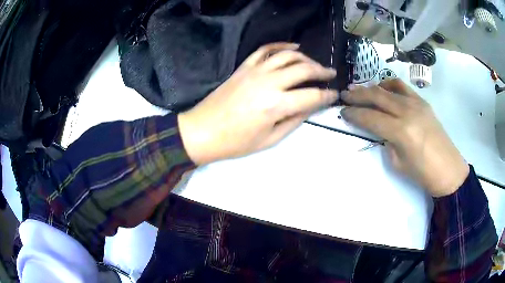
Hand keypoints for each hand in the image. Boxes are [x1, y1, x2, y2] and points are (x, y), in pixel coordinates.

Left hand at [178, 43, 337, 164]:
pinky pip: (265, 50)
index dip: (327, 95)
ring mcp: (255, 71)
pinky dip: (281, 45)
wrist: (202, 131)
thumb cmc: (235, 143)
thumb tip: (310, 107)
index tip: (335, 94)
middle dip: (322, 71)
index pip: (311, 96)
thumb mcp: (269, 140)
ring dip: (306, 58)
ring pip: (287, 56)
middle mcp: (269, 83)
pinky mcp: (244, 67)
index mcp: (276, 106)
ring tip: (315, 64)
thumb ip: (293, 121)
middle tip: (331, 74)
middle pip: (303, 70)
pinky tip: (293, 47)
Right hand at [341, 79, 468, 196]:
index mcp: (400, 131)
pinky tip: (383, 88)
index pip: (371, 117)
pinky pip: (402, 87)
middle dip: (358, 95)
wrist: (448, 169)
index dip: (354, 114)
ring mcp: (416, 103)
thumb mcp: (398, 163)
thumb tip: (380, 129)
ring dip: (371, 88)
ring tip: (359, 89)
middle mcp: (407, 111)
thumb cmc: (423, 173)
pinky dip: (389, 85)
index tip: (342, 111)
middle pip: (377, 97)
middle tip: (345, 94)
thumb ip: (386, 141)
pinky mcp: (423, 102)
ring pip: (388, 88)